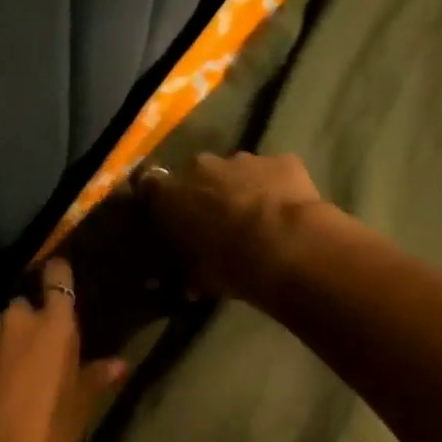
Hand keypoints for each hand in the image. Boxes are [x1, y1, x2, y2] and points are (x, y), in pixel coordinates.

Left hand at [0, 258, 126, 441]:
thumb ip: (95, 378)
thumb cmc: (44, 438)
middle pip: (21, 312)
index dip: (57, 279)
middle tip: (31, 364)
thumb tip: (119, 363)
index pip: (57, 277)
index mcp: (52, 327)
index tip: (57, 285)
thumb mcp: (78, 411)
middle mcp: (11, 321)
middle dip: (25, 331)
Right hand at [136, 152, 326, 301]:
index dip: (164, 202)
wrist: (289, 247)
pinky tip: (288, 210)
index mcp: (173, 196)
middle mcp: (202, 168)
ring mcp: (244, 160)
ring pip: (237, 171)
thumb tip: (190, 281)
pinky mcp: (281, 160)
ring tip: (259, 219)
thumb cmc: (233, 265)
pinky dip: (277, 187)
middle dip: (206, 193)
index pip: (152, 188)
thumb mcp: (202, 278)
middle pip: (198, 175)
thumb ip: (192, 272)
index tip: (173, 219)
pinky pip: (273, 172)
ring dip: (242, 189)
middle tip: (220, 222)